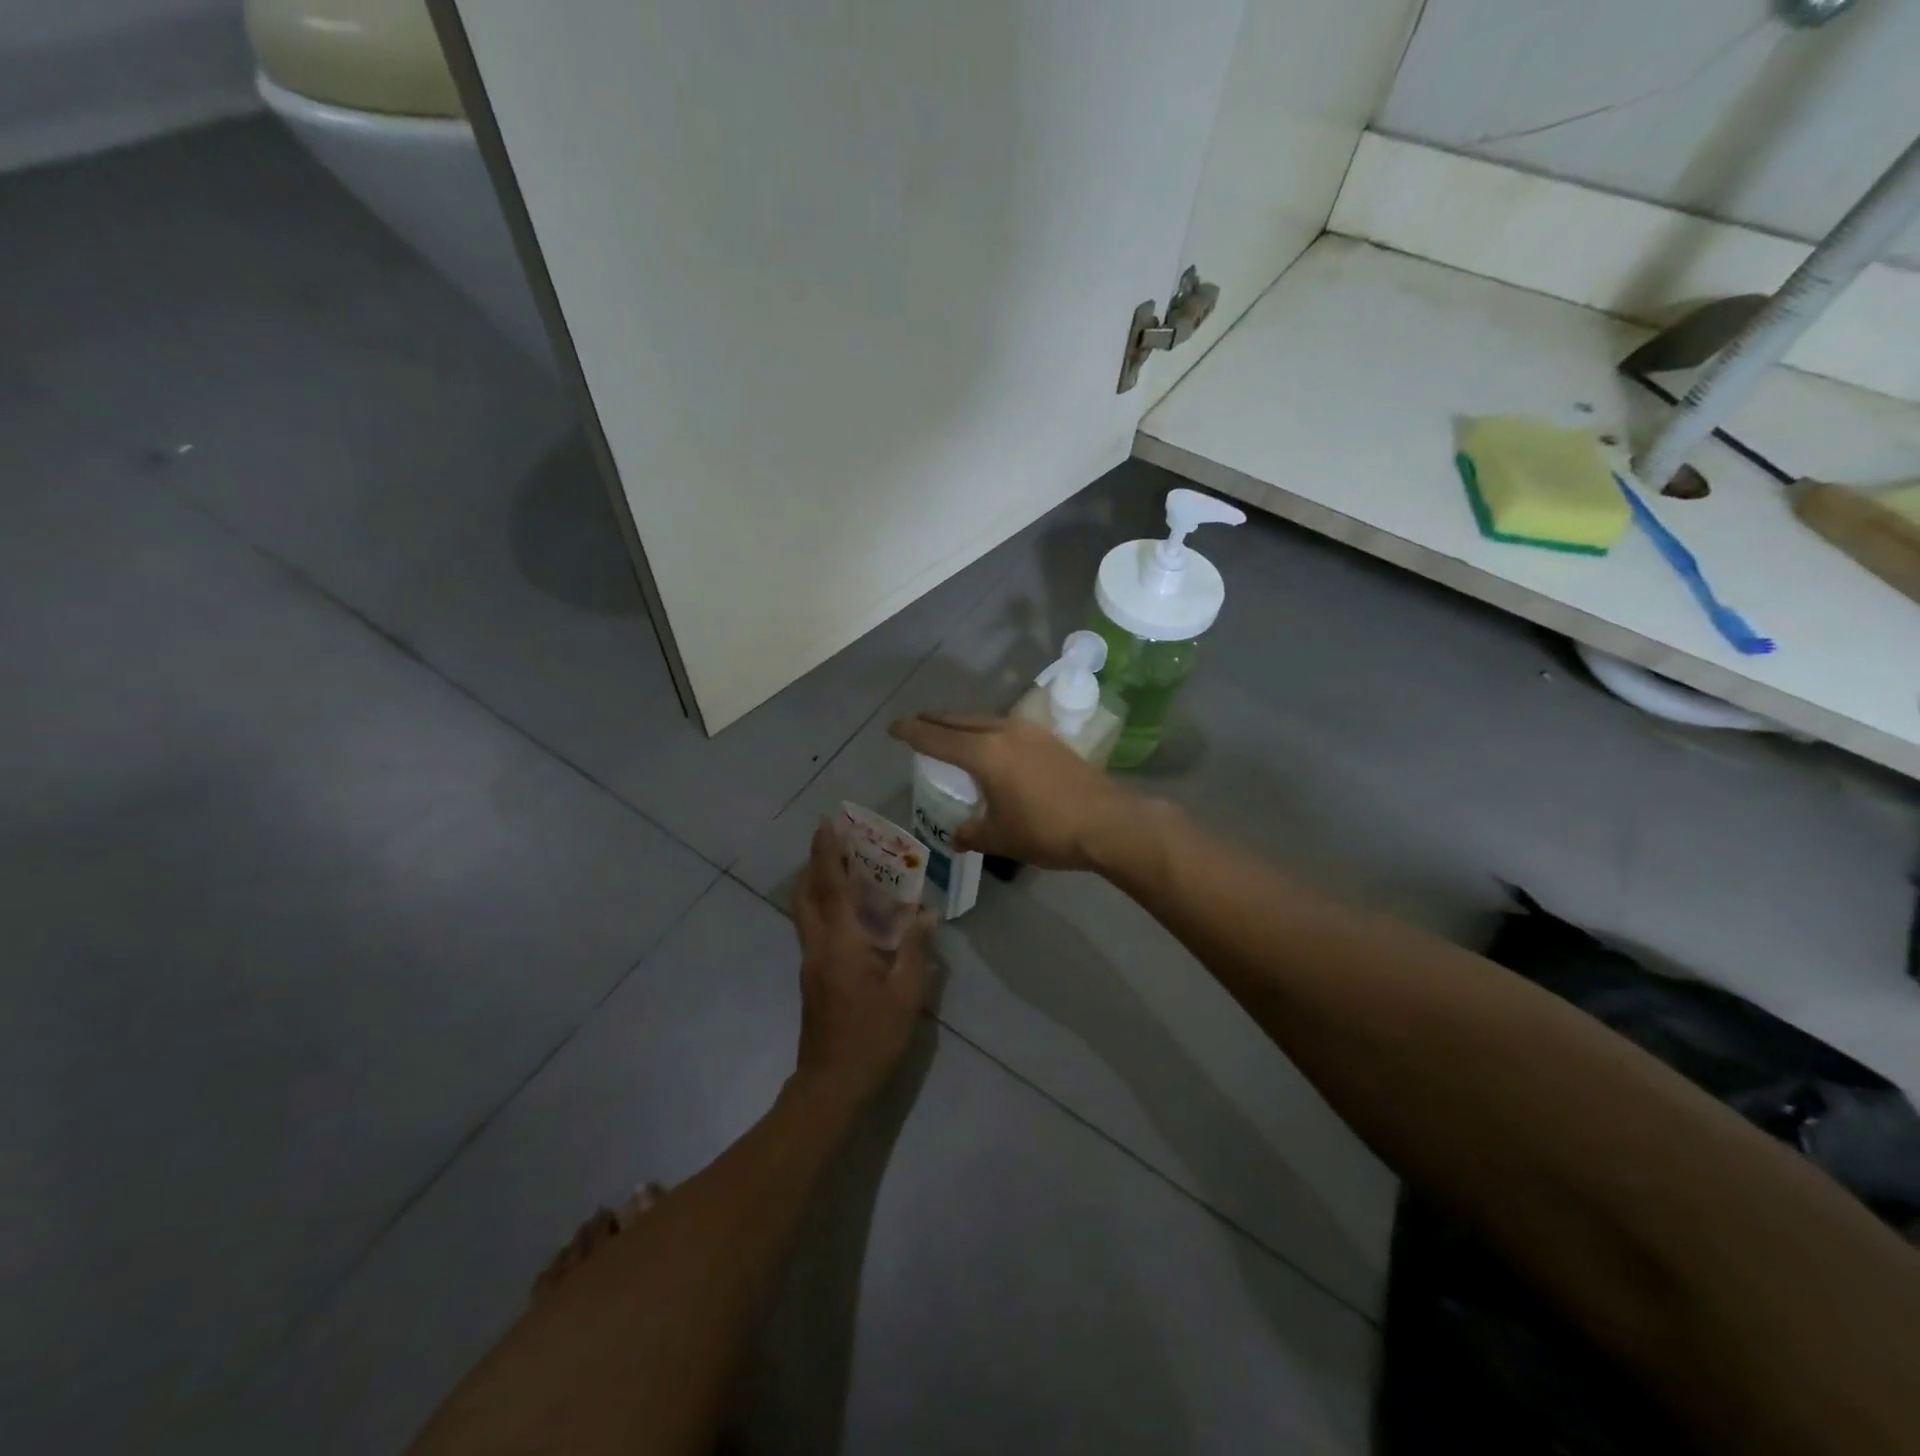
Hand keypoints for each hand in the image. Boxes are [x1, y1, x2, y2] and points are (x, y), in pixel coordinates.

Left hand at [790, 820, 933, 1107]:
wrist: (831, 1082)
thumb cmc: (872, 1036)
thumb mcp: (906, 994)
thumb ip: (914, 949)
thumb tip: (925, 914)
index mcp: (841, 943)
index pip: (830, 886)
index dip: (828, 852)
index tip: (828, 823)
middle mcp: (818, 944)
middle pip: (806, 892)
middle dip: (816, 861)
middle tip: (835, 838)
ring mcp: (810, 960)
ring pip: (804, 909)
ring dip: (816, 881)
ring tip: (843, 865)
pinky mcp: (811, 975)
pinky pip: (813, 925)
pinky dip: (824, 904)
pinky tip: (849, 910)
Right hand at [888, 714, 1145, 871]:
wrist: (1108, 823)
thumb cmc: (1047, 830)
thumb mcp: (1001, 837)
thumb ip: (972, 833)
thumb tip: (956, 836)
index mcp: (985, 753)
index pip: (937, 738)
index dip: (912, 732)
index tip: (893, 728)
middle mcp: (1005, 732)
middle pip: (960, 720)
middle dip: (935, 721)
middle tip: (917, 725)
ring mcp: (1031, 732)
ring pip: (985, 720)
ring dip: (963, 724)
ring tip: (950, 733)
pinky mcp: (1050, 740)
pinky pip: (1006, 727)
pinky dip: (987, 731)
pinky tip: (991, 746)